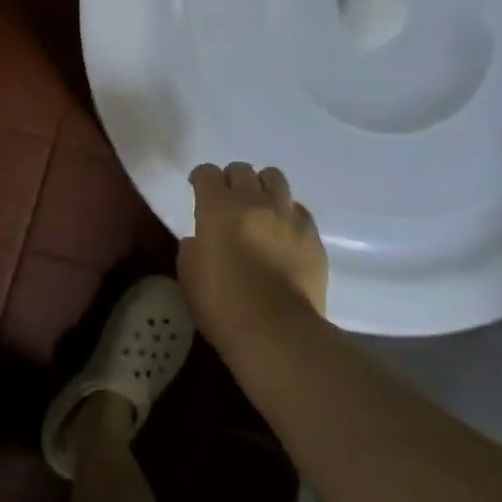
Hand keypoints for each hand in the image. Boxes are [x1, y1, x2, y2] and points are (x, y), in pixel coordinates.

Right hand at [179, 162, 327, 352]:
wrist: (277, 332)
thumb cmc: (223, 305)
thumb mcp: (189, 276)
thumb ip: (191, 249)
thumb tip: (198, 240)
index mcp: (217, 207)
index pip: (207, 173)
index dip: (200, 179)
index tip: (198, 190)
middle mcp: (253, 201)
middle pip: (242, 170)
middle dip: (231, 180)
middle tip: (228, 201)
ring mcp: (286, 216)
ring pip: (274, 178)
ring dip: (262, 187)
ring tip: (259, 207)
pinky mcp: (312, 235)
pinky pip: (298, 210)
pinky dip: (287, 214)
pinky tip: (283, 232)